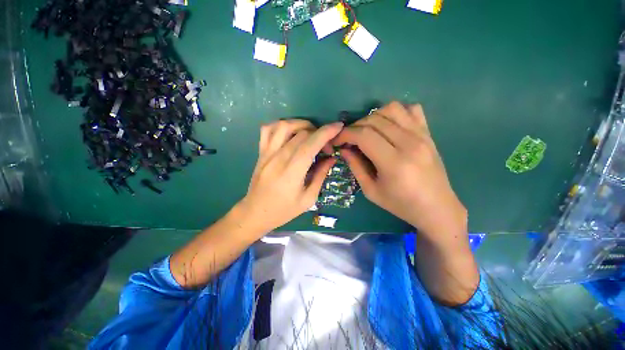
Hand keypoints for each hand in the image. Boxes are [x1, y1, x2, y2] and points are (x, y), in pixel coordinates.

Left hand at [238, 120, 342, 232]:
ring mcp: (267, 153)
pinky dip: (281, 125)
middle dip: (319, 134)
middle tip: (326, 147)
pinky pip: (267, 129)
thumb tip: (331, 158)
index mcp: (292, 172)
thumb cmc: (284, 210)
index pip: (310, 144)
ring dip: (301, 124)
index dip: (326, 132)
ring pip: (284, 125)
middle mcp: (278, 158)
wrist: (256, 212)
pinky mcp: (261, 152)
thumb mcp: (308, 199)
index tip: (338, 127)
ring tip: (311, 133)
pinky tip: (290, 132)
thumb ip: (320, 176)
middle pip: (301, 133)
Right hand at [332, 102, 466, 238]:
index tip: (337, 140)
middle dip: (355, 126)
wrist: (436, 208)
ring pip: (392, 108)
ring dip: (373, 116)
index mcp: (394, 162)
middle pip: (375, 120)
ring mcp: (422, 135)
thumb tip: (344, 149)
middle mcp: (409, 143)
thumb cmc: (401, 204)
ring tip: (367, 131)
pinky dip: (396, 113)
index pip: (364, 135)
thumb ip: (356, 167)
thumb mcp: (371, 191)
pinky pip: (411, 109)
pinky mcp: (428, 134)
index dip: (345, 134)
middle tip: (349, 139)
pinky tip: (389, 126)